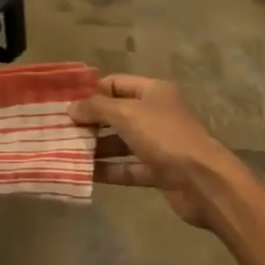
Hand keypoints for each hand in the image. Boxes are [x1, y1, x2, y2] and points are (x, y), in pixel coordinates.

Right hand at [72, 75, 234, 227]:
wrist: (203, 181)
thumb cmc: (164, 136)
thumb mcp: (126, 114)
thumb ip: (96, 108)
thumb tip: (71, 108)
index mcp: (153, 92)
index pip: (116, 83)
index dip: (92, 91)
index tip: (66, 102)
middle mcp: (156, 114)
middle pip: (116, 113)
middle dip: (90, 121)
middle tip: (60, 129)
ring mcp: (158, 144)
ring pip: (120, 142)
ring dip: (96, 147)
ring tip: (66, 151)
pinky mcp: (158, 171)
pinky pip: (127, 167)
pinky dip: (108, 170)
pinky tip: (84, 173)